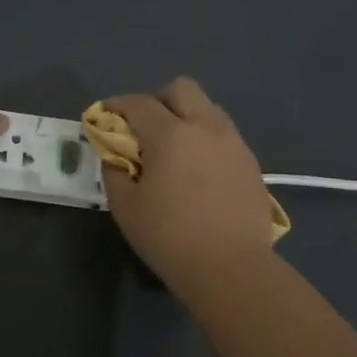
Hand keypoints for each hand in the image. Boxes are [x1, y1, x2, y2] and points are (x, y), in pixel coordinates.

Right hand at [100, 77, 277, 287]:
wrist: (231, 268)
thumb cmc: (169, 237)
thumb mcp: (125, 207)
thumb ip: (114, 171)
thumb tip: (115, 155)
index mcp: (170, 134)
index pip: (138, 103)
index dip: (116, 106)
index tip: (105, 117)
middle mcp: (205, 127)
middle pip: (181, 89)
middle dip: (157, 100)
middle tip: (144, 128)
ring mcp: (233, 143)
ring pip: (208, 108)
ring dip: (186, 116)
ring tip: (174, 148)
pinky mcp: (251, 163)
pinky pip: (224, 134)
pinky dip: (205, 139)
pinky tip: (198, 170)